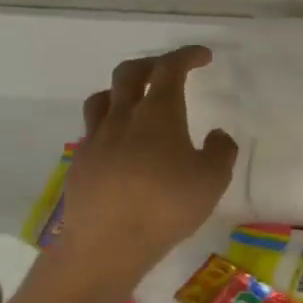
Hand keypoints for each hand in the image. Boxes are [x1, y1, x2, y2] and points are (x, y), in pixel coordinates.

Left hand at [47, 46, 238, 294]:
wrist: (105, 246)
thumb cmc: (166, 207)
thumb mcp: (213, 180)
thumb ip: (221, 151)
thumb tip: (217, 135)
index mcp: (158, 114)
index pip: (170, 68)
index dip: (187, 56)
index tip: (203, 56)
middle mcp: (123, 118)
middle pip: (129, 73)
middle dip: (152, 64)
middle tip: (169, 71)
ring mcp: (97, 140)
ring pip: (103, 98)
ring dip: (122, 91)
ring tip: (137, 103)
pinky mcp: (81, 164)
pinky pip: (93, 131)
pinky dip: (110, 127)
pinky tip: (121, 147)